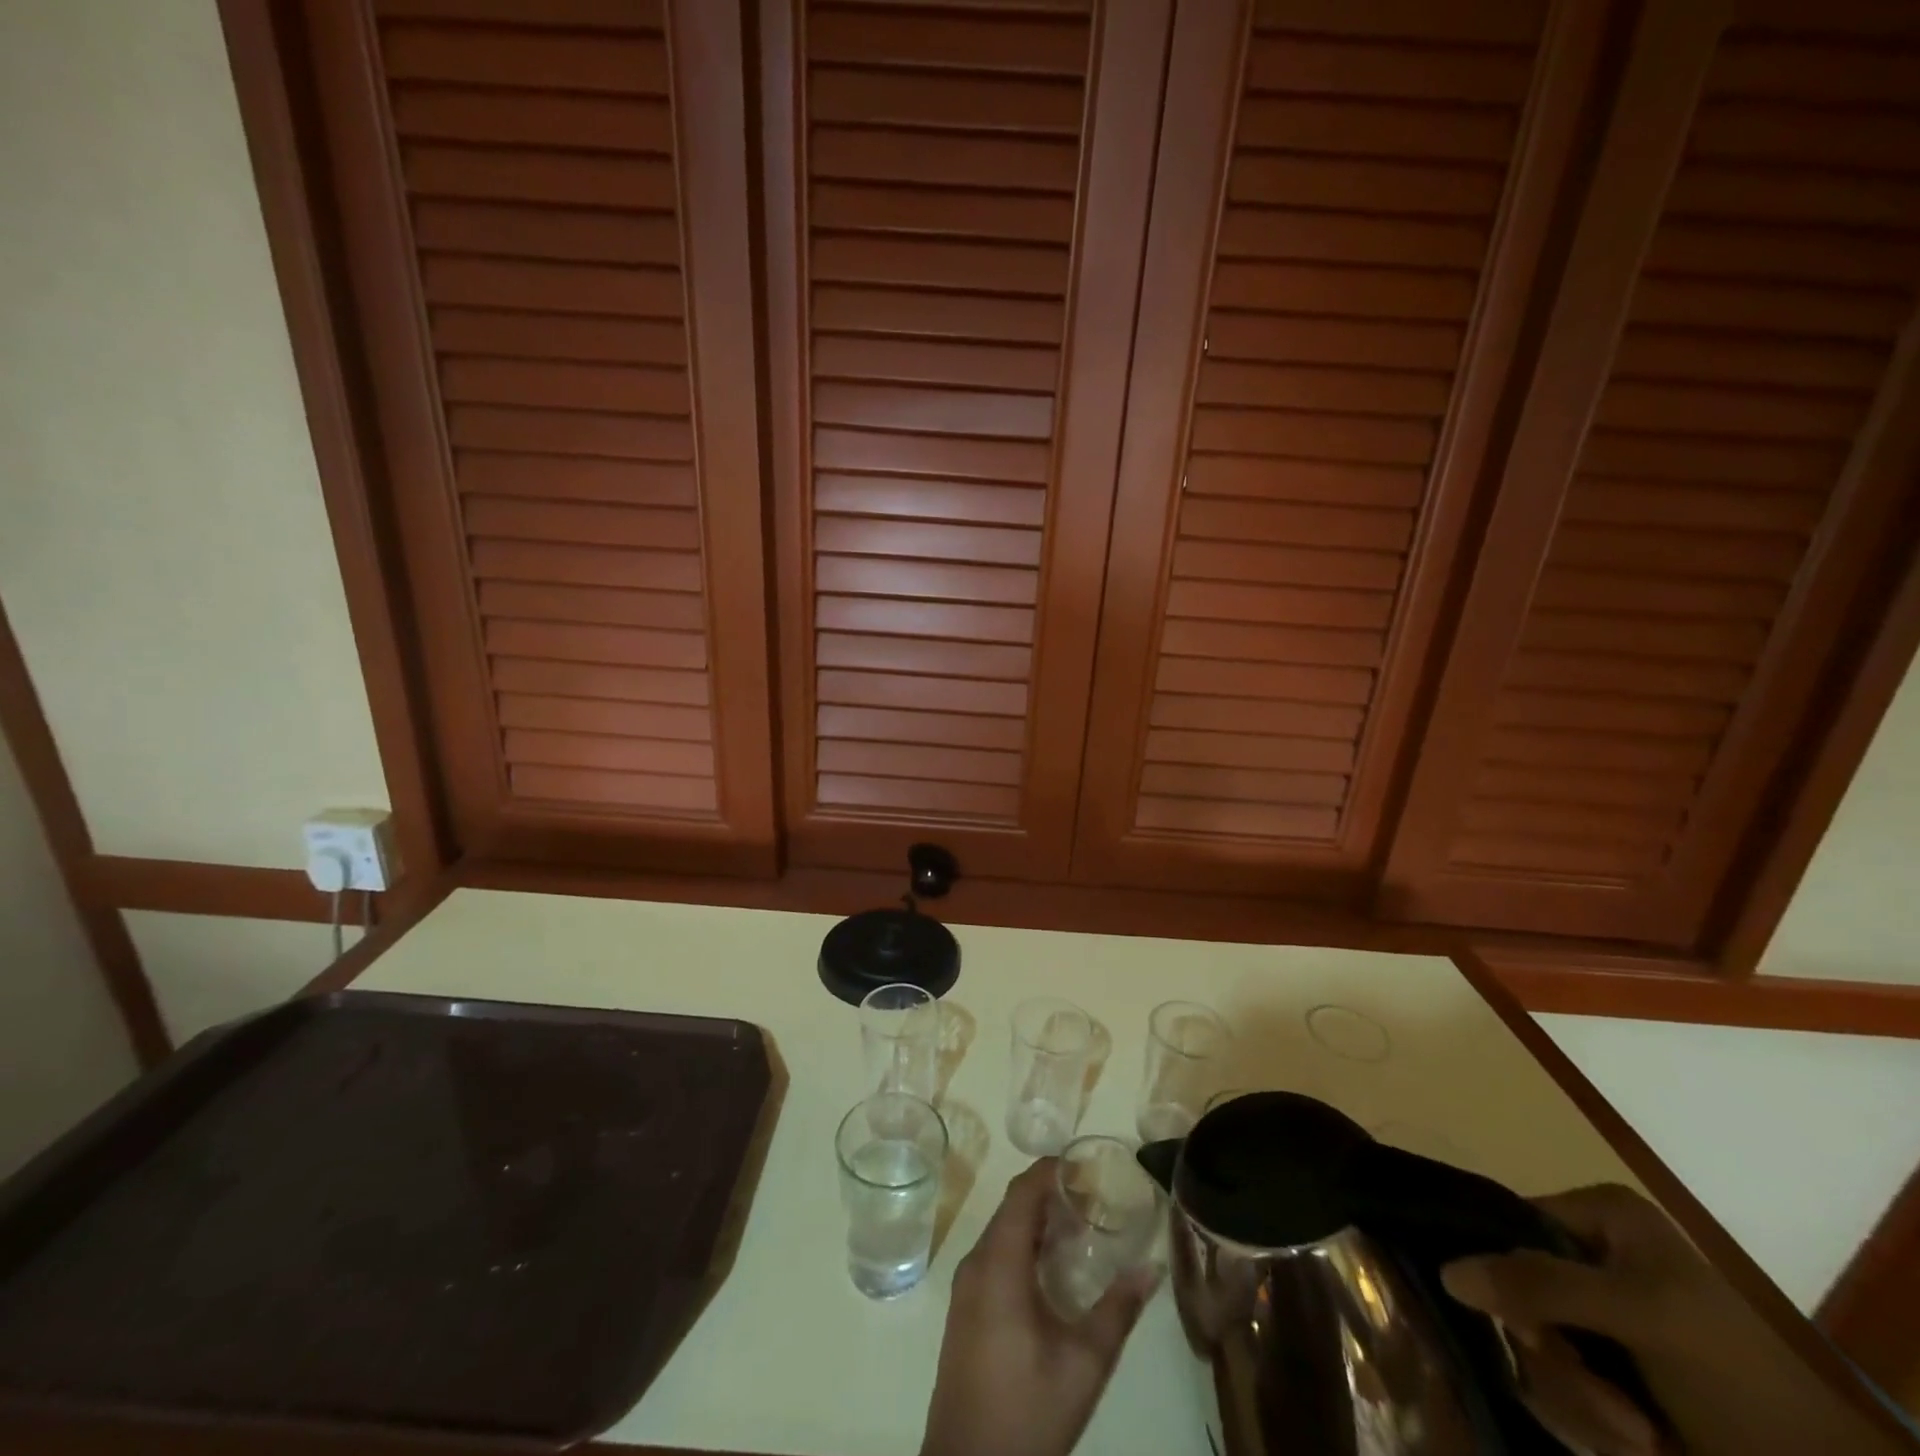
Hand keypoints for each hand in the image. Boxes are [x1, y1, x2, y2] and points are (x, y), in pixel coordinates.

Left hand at [920, 1160, 1158, 1455]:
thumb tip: (1152, 1267)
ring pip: (1001, 1232)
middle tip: (1092, 1199)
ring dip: (1036, 1222)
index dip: (1050, 1170)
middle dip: (1049, 1195)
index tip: (1085, 1166)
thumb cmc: (1027, 1411)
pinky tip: (1051, 1270)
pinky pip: (993, 1256)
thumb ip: (1118, 1310)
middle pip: (1011, 1208)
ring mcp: (965, 1288)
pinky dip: (1022, 1246)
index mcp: (998, 1264)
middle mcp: (975, 1263)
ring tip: (1079, 1229)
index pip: (1021, 1193)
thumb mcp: (1084, 1364)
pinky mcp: (964, 1310)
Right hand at [1441, 1184, 1910, 1455]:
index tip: (1540, 1335)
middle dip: (1560, 1362)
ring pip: (1533, 1345)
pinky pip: (1558, 1382)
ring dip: (1579, 1400)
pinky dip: (1593, 1419)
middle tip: (1610, 1401)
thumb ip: (1540, 1284)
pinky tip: (1640, 1439)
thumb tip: (1445, 1270)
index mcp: (1597, 1215)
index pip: (1506, 1226)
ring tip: (1638, 1432)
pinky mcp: (1607, 1366)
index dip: (1506, 1279)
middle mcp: (1588, 1252)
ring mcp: (1596, 1313)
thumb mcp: (1638, 1315)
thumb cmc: (1732, 1373)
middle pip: (1515, 1292)